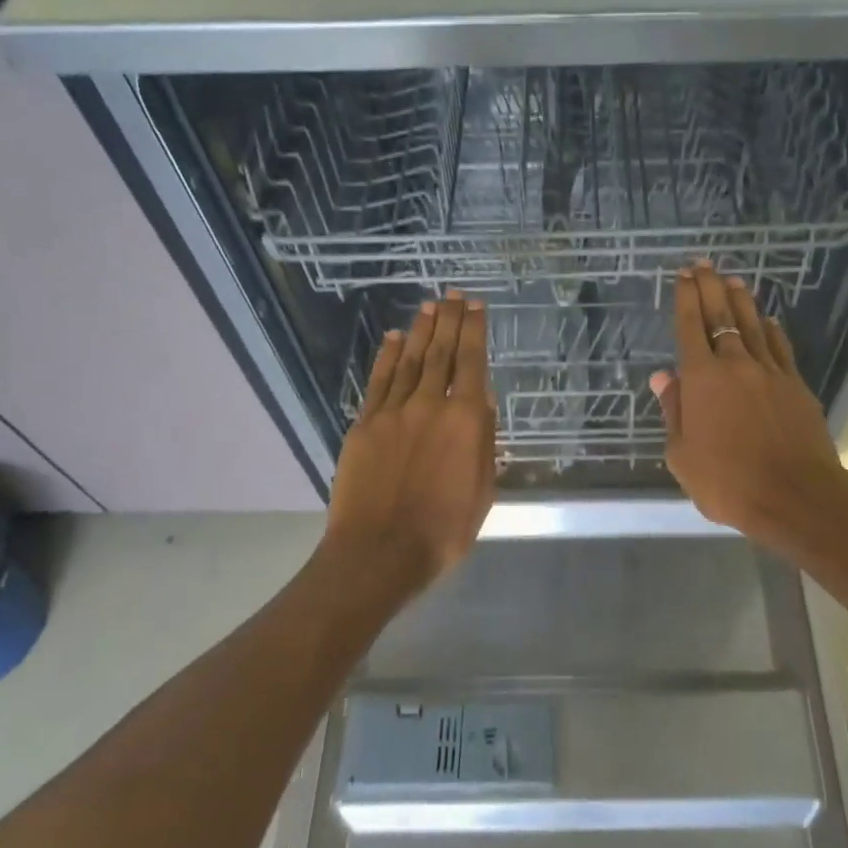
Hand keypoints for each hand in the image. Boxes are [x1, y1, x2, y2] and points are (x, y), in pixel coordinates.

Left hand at [323, 290, 496, 591]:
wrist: (379, 552)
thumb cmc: (443, 530)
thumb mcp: (482, 490)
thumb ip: (483, 441)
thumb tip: (481, 400)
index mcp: (464, 421)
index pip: (471, 362)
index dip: (474, 331)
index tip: (476, 306)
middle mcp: (429, 405)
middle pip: (440, 352)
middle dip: (449, 321)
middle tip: (454, 295)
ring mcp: (392, 412)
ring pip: (410, 361)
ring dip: (421, 331)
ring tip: (429, 307)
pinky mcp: (364, 425)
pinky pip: (378, 382)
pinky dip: (387, 357)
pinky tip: (394, 339)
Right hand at [651, 263, 847, 548]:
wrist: (795, 496)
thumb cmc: (727, 482)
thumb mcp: (682, 455)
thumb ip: (674, 412)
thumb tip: (663, 378)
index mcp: (701, 380)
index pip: (689, 328)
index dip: (684, 299)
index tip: (682, 276)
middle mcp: (735, 365)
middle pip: (721, 315)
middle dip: (709, 287)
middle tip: (703, 264)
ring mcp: (770, 372)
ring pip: (752, 325)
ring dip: (741, 300)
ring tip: (733, 280)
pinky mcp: (796, 385)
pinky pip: (780, 348)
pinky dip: (771, 331)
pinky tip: (768, 321)